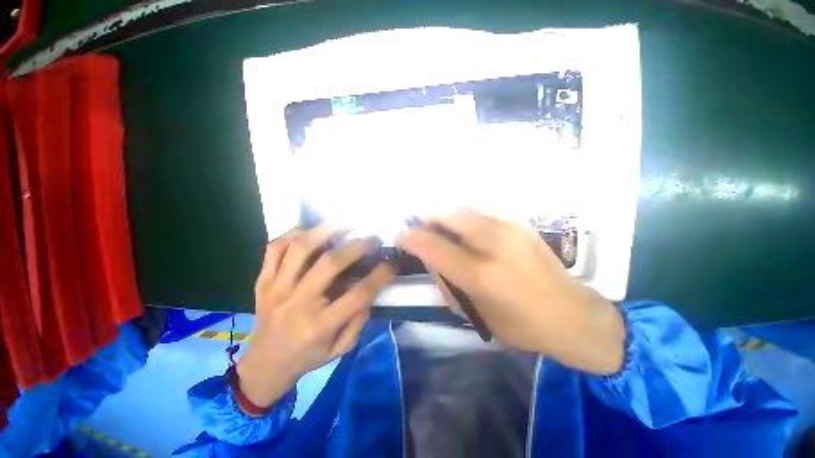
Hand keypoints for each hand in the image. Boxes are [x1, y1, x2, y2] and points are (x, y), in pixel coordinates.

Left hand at [237, 226, 394, 407]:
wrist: (263, 366)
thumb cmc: (307, 358)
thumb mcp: (341, 348)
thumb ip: (358, 319)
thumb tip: (370, 288)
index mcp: (319, 325)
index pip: (358, 294)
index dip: (380, 275)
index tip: (392, 262)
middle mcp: (296, 303)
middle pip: (330, 263)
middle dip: (357, 245)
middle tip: (371, 238)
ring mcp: (276, 289)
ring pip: (300, 248)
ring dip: (326, 231)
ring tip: (343, 225)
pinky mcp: (263, 281)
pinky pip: (275, 248)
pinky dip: (294, 234)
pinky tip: (311, 232)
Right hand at [399, 210, 624, 374]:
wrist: (572, 314)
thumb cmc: (520, 325)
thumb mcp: (474, 314)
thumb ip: (446, 282)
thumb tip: (430, 258)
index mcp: (480, 274)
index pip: (433, 247)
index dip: (411, 238)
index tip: (401, 237)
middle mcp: (493, 244)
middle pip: (447, 217)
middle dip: (428, 220)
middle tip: (422, 229)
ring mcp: (509, 229)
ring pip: (463, 210)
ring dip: (445, 217)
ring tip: (442, 229)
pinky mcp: (520, 223)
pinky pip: (481, 211)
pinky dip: (465, 217)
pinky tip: (467, 229)